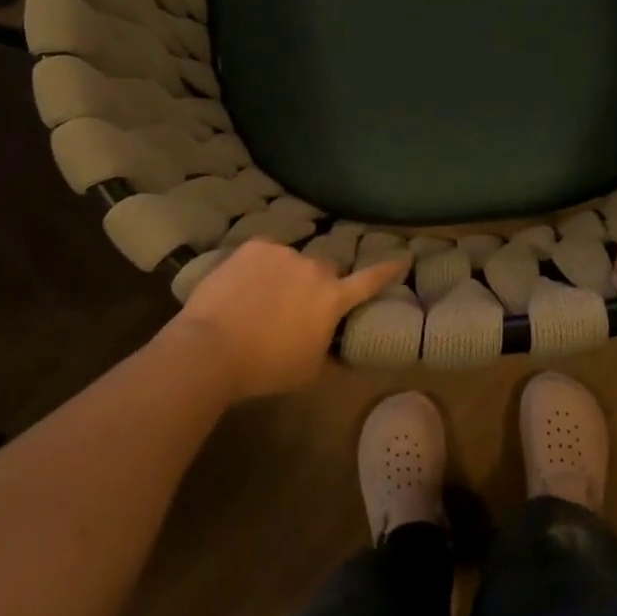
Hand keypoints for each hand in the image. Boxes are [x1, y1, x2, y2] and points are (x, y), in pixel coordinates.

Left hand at [171, 241, 409, 400]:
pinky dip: (259, 268)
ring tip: (259, 300)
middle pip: (324, 270)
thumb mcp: (308, 368)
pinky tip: (242, 288)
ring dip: (284, 275)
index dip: (388, 270)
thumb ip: (326, 344)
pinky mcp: (254, 247)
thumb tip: (327, 334)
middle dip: (315, 284)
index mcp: (333, 298)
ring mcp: (283, 253)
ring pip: (291, 261)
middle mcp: (314, 268)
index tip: (404, 256)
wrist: (211, 348)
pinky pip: (264, 254)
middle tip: (294, 307)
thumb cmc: (265, 368)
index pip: (369, 281)